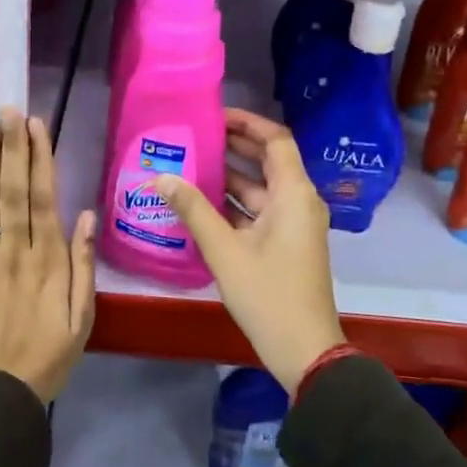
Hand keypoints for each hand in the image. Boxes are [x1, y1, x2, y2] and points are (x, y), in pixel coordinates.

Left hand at [0, 108, 96, 403]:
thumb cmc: (48, 356)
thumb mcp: (83, 318)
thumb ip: (84, 266)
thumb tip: (87, 215)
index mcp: (49, 261)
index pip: (44, 198)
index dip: (40, 159)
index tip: (36, 126)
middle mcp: (15, 251)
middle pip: (13, 190)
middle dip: (12, 147)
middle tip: (9, 110)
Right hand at [152, 109, 343, 395]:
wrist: (304, 350)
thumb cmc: (268, 294)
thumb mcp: (225, 251)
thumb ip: (193, 210)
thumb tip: (161, 178)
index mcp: (294, 194)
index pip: (276, 140)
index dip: (248, 123)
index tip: (215, 115)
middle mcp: (299, 201)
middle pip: (268, 160)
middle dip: (235, 145)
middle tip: (196, 135)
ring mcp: (294, 224)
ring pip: (261, 187)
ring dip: (231, 175)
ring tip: (190, 163)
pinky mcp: (287, 243)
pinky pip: (260, 210)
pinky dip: (235, 202)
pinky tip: (201, 202)